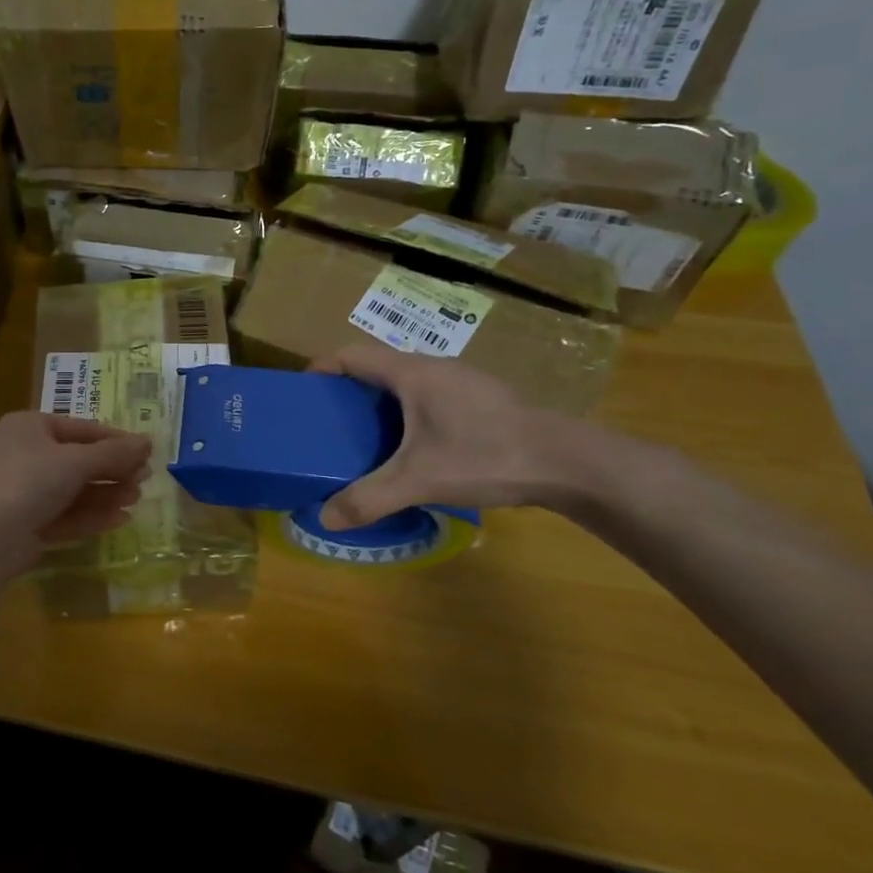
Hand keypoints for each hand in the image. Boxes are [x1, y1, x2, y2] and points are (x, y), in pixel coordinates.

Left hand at [0, 412, 151, 574]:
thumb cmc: (30, 481)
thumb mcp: (77, 461)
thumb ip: (114, 453)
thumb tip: (148, 441)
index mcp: (30, 427)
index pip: (82, 428)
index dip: (116, 440)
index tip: (148, 452)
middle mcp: (26, 454)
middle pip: (79, 460)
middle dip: (113, 470)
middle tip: (145, 479)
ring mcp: (26, 491)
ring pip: (75, 489)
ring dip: (107, 493)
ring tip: (136, 499)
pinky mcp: (29, 524)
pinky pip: (67, 514)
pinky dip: (92, 515)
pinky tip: (120, 519)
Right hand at [309, 343, 593, 529]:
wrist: (569, 462)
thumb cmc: (486, 456)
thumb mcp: (420, 481)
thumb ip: (370, 498)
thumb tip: (325, 517)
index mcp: (412, 374)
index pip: (351, 354)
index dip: (322, 367)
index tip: (303, 391)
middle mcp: (435, 367)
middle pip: (378, 365)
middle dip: (349, 388)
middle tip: (331, 421)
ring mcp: (464, 380)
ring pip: (408, 380)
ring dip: (382, 400)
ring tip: (367, 434)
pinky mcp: (484, 398)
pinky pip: (431, 394)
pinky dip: (410, 410)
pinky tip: (417, 445)